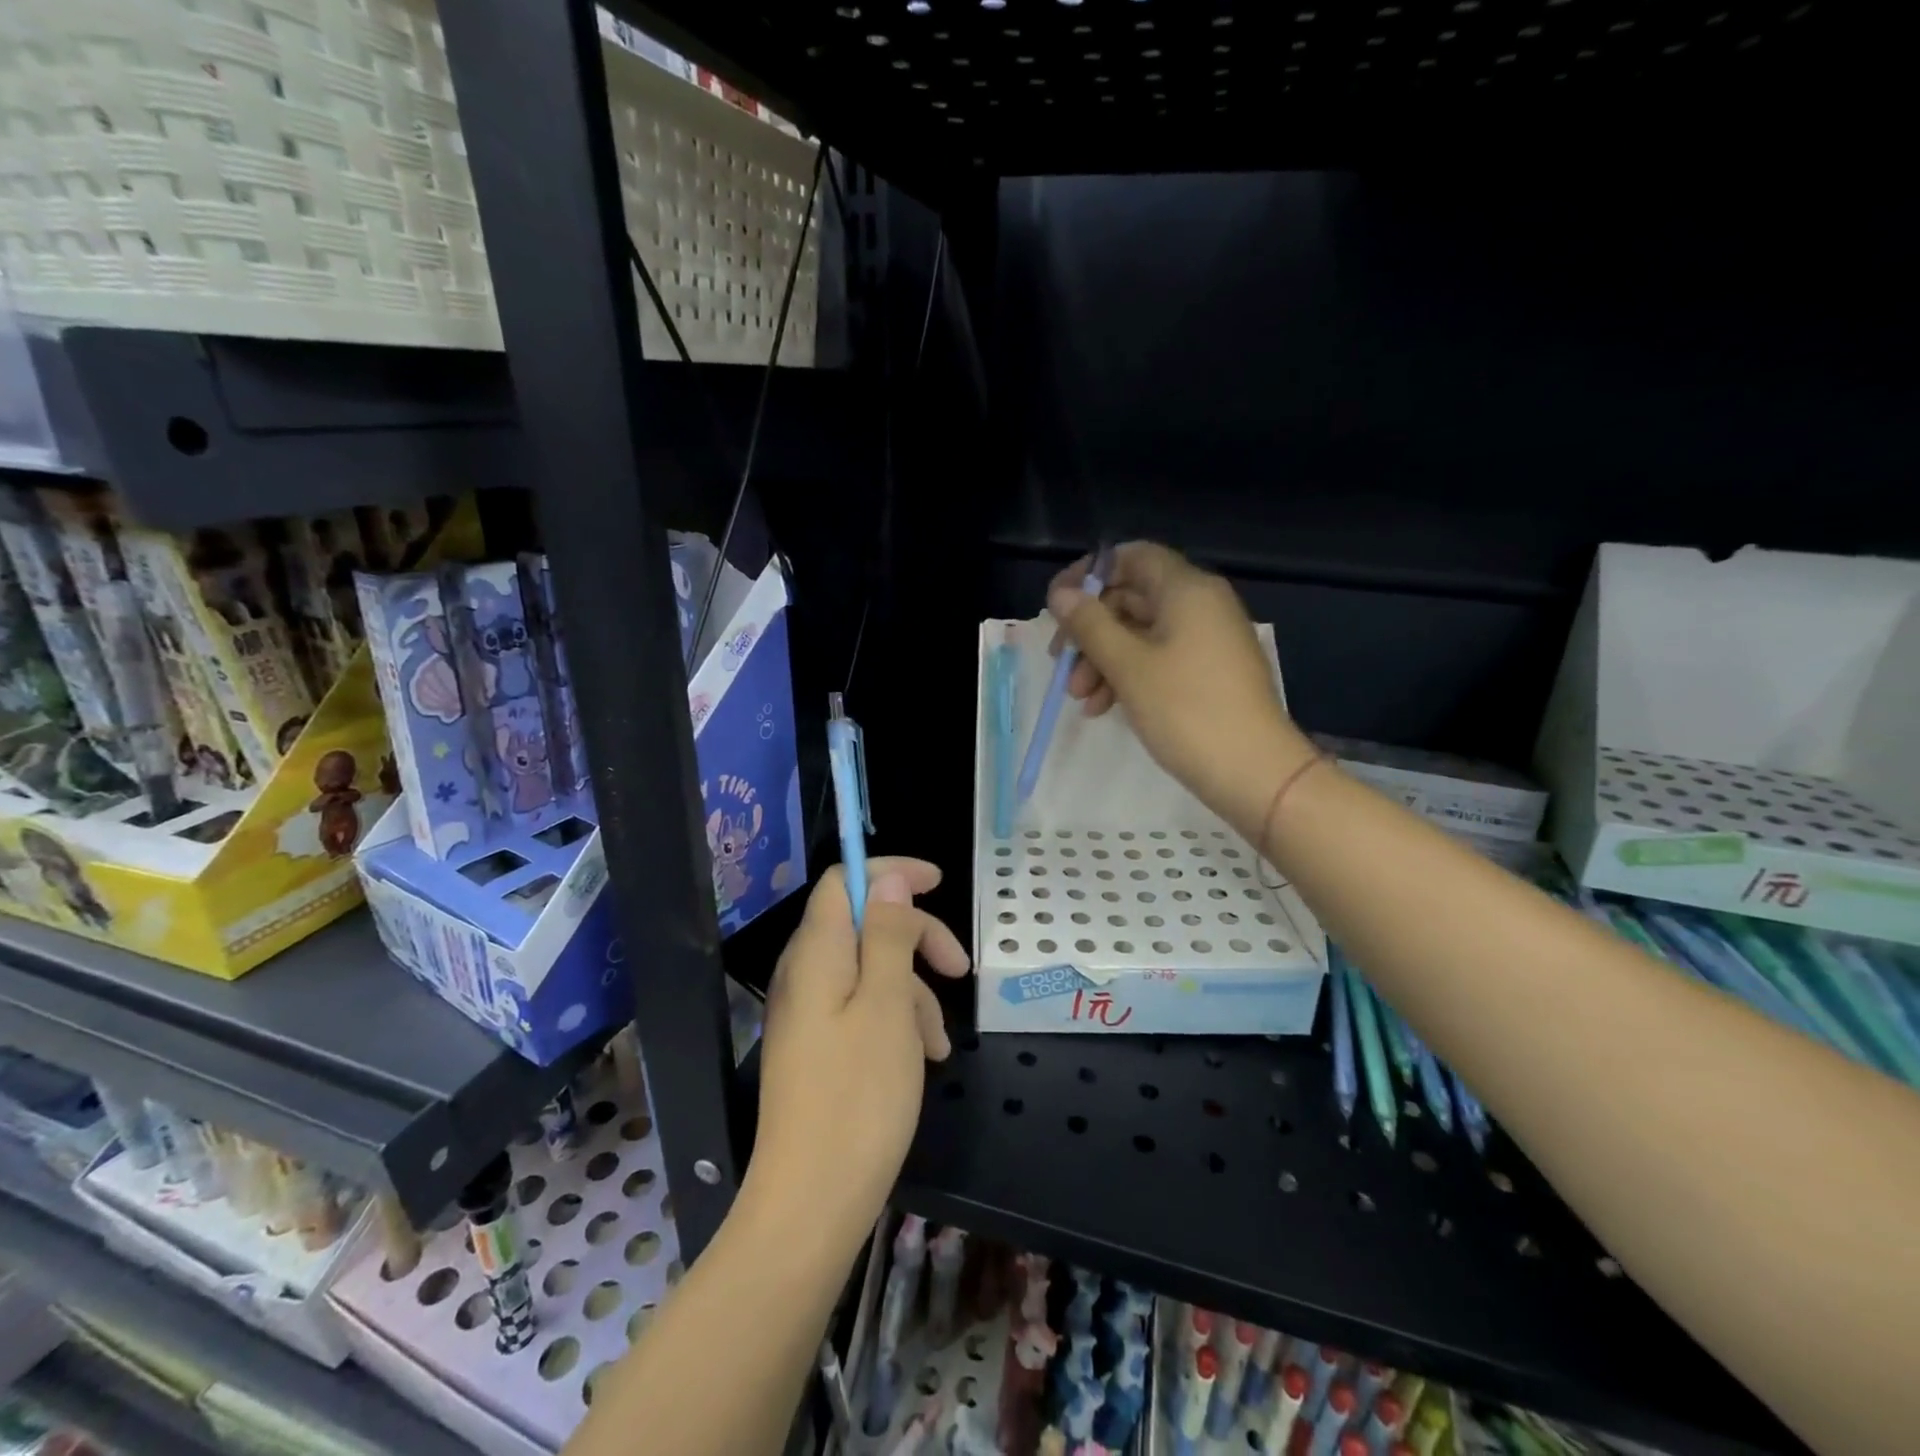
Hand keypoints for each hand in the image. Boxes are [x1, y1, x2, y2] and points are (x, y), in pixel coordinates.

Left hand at [746, 858, 969, 1251]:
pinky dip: (898, 1021)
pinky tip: (925, 1058)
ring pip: (872, 971)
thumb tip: (888, 880)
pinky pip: (863, 1009)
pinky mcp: (818, 1047)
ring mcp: (809, 1013)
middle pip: (864, 924)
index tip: (939, 883)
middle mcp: (806, 973)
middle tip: (959, 969)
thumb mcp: (889, 1005)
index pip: (844, 880)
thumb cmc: (859, 1096)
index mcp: (817, 953)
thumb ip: (889, 935)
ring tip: (941, 1043)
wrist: (811, 1204)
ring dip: (914, 991)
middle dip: (916, 938)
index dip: (890, 872)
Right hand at [1049, 542, 1313, 817]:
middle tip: (1060, 662)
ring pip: (1141, 633)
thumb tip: (1060, 594)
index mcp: (1187, 589)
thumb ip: (1090, 625)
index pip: (1132, 556)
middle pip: (1132, 597)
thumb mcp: (1128, 666)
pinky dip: (1128, 675)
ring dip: (1103, 659)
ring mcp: (1208, 639)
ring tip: (1079, 698)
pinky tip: (1103, 707)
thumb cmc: (1186, 710)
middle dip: (1090, 630)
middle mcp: (1201, 604)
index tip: (1057, 605)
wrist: (1253, 771)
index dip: (1089, 574)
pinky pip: (1159, 658)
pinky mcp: (1209, 672)